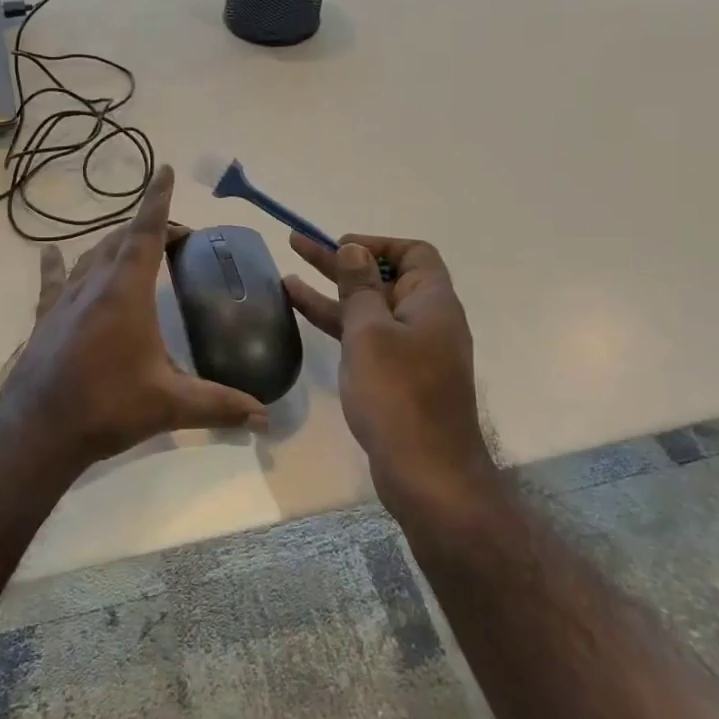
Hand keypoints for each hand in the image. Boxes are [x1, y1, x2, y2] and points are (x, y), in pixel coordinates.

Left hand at [0, 167, 266, 469]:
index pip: (147, 233)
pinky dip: (56, 264)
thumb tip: (264, 418)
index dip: (158, 200)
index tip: (166, 170)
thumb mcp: (170, 405)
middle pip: (121, 240)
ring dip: (114, 244)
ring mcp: (65, 299)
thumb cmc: (107, 407)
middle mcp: (94, 284)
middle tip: (176, 239)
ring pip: (91, 256)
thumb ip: (219, 405)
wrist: (38, 430)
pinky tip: (50, 252)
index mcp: (126, 292)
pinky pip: (52, 281)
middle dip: (149, 228)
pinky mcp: (44, 318)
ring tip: (133, 245)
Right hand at [283, 233, 489, 508]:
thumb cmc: (399, 394)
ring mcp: (411, 351)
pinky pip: (365, 338)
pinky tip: (303, 316)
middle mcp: (426, 321)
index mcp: (432, 302)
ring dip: (331, 293)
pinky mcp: (397, 378)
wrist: (427, 474)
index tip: (340, 246)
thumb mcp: (371, 333)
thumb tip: (354, 250)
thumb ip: (360, 287)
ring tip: (286, 278)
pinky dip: (337, 324)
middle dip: (340, 262)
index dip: (377, 244)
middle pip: (382, 279)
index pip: (414, 253)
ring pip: (368, 310)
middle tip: (298, 245)